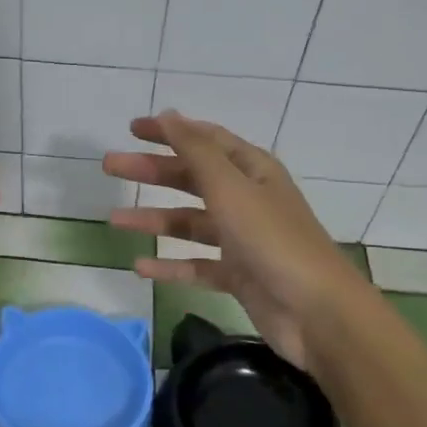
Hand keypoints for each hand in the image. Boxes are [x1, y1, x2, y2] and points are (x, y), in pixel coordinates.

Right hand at [103, 112, 366, 368]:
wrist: (316, 311)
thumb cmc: (273, 240)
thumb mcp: (231, 188)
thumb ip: (197, 152)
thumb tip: (168, 115)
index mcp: (252, 171)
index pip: (205, 140)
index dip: (170, 131)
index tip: (132, 129)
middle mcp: (247, 200)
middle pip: (192, 178)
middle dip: (152, 172)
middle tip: (110, 166)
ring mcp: (242, 240)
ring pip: (189, 223)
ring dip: (154, 220)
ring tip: (114, 220)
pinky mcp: (238, 275)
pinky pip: (196, 265)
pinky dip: (170, 265)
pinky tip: (140, 267)